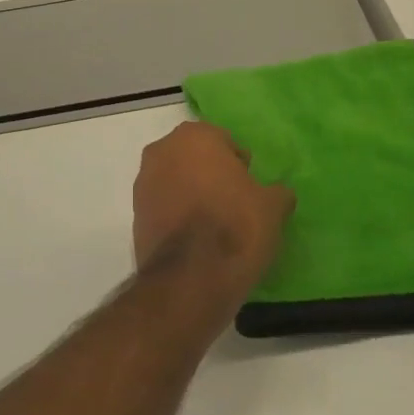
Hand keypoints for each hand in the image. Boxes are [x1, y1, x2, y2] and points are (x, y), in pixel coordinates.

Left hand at [132, 123, 293, 314]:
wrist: (189, 278)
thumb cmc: (235, 227)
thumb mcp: (272, 207)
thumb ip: (276, 192)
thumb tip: (278, 193)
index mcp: (195, 136)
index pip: (223, 141)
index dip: (238, 163)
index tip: (249, 186)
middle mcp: (162, 150)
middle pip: (194, 157)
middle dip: (211, 173)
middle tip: (233, 201)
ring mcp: (143, 182)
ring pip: (175, 180)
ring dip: (191, 193)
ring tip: (214, 222)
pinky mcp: (134, 215)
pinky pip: (163, 205)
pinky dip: (176, 214)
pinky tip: (195, 238)